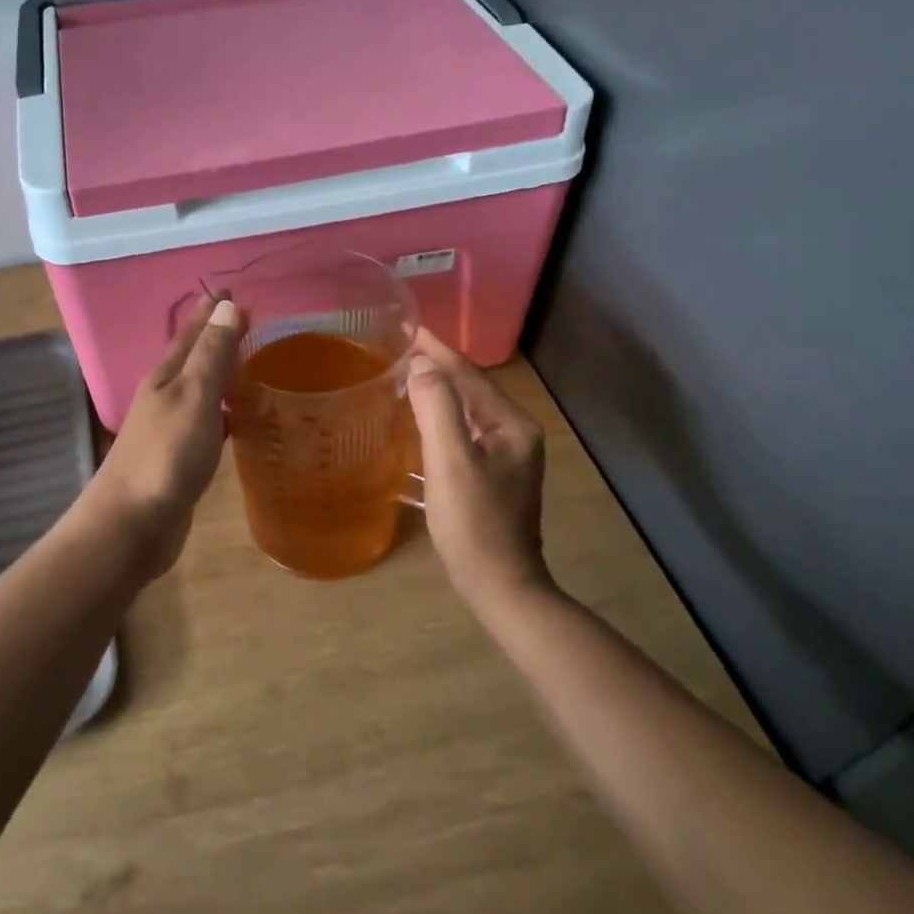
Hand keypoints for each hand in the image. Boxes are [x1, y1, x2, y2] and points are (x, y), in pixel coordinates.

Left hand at [89, 294, 243, 582]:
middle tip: (249, 322)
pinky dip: (225, 411)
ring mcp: (170, 427)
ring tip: (250, 362)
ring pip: (201, 389)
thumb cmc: (165, 456)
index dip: (211, 311)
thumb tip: (227, 306)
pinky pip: (208, 421)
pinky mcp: (180, 457)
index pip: (192, 332)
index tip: (232, 291)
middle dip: (217, 337)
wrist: (132, 525)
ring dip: (221, 373)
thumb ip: (211, 355)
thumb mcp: (193, 397)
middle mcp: (165, 395)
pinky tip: (240, 417)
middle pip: (193, 357)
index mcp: (165, 376)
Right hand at [406, 327, 550, 604]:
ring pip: (465, 412)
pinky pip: (463, 433)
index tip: (408, 329)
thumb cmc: (474, 522)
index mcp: (512, 424)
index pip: (469, 375)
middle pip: (469, 390)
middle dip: (436, 368)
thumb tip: (423, 364)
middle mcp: (515, 432)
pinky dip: (439, 421)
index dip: (437, 350)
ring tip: (403, 378)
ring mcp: (507, 455)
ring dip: (436, 394)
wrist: (499, 585)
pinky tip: (416, 422)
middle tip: (398, 351)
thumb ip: (438, 407)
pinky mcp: (494, 475)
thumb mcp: (451, 461)